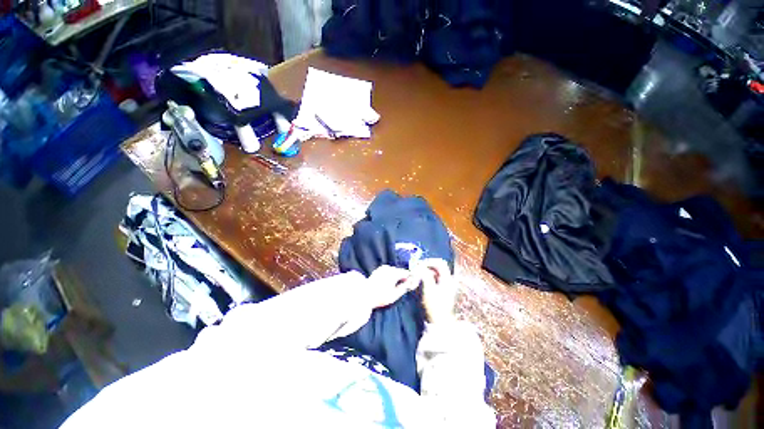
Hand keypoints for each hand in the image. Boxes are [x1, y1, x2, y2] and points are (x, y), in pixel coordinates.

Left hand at [366, 265, 419, 308]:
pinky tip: (389, 284)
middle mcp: (388, 268)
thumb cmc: (380, 297)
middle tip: (405, 287)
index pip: (406, 273)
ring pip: (394, 271)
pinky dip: (391, 276)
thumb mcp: (394, 295)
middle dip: (403, 278)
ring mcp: (383, 268)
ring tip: (395, 287)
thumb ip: (404, 288)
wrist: (364, 295)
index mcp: (393, 273)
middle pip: (400, 271)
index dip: (410, 278)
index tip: (412, 284)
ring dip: (397, 277)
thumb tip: (411, 283)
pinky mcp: (379, 270)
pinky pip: (389, 271)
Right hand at [410, 258, 456, 322]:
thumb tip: (419, 266)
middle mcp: (448, 280)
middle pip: (438, 266)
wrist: (440, 323)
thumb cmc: (434, 307)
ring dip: (426, 271)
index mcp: (447, 279)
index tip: (419, 265)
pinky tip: (421, 281)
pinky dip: (427, 277)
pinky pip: (434, 278)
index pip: (440, 263)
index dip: (429, 261)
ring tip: (417, 275)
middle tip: (417, 268)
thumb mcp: (428, 290)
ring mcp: (446, 285)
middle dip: (426, 266)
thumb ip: (424, 276)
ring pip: (435, 272)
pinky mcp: (442, 290)